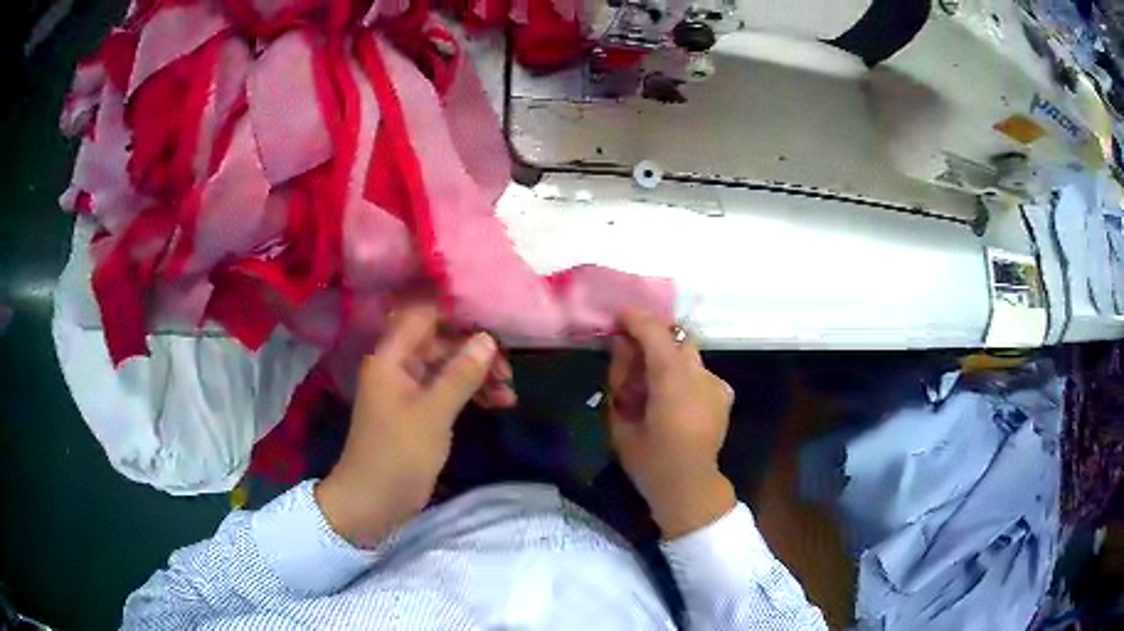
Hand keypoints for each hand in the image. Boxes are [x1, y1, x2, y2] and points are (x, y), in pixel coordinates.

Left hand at [316, 300, 513, 547]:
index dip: (456, 315)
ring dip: (476, 376)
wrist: (372, 502)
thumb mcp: (433, 414)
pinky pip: (445, 392)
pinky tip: (496, 404)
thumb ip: (460, 374)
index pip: (423, 317)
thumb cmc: (398, 454)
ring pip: (446, 369)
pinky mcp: (416, 413)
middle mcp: (397, 367)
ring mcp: (407, 391)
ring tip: (508, 393)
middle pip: (439, 343)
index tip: (493, 322)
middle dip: (474, 353)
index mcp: (390, 358)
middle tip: (507, 371)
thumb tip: (487, 338)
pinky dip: (468, 395)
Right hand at [606, 308, 736, 538]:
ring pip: (688, 354)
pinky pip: (699, 372)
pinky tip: (673, 398)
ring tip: (652, 384)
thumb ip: (621, 379)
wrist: (690, 486)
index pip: (656, 335)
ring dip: (668, 358)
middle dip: (652, 339)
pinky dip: (683, 375)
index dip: (636, 319)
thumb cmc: (649, 461)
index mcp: (673, 384)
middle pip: (676, 338)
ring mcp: (717, 384)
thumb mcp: (621, 421)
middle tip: (631, 356)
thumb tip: (621, 347)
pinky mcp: (724, 394)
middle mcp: (700, 377)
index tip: (619, 315)